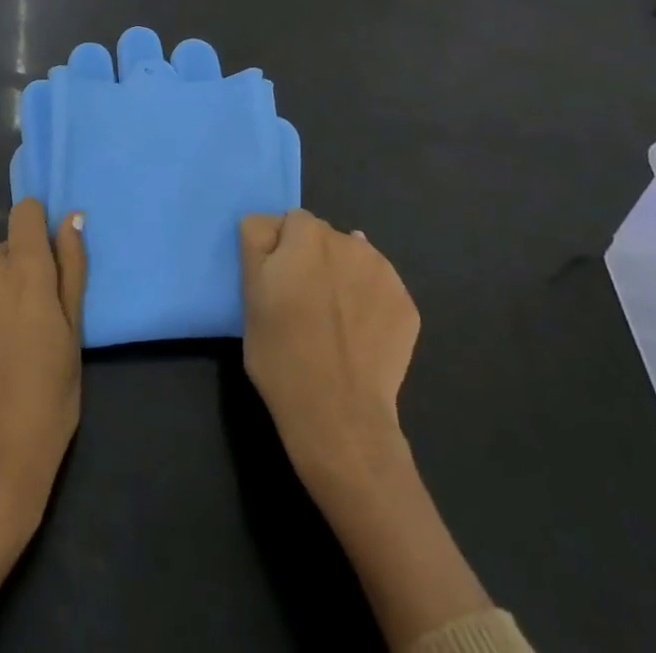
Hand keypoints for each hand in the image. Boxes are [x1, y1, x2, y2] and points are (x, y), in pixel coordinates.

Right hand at [240, 211, 494, 648]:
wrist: (344, 434)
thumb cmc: (284, 368)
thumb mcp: (250, 303)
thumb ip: (261, 245)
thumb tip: (278, 224)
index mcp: (307, 240)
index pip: (283, 221)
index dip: (274, 255)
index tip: (272, 288)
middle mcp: (350, 244)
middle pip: (318, 235)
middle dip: (307, 260)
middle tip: (299, 309)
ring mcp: (384, 275)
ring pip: (350, 257)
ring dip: (339, 278)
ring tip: (331, 327)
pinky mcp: (406, 305)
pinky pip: (377, 284)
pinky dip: (367, 300)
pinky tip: (359, 339)